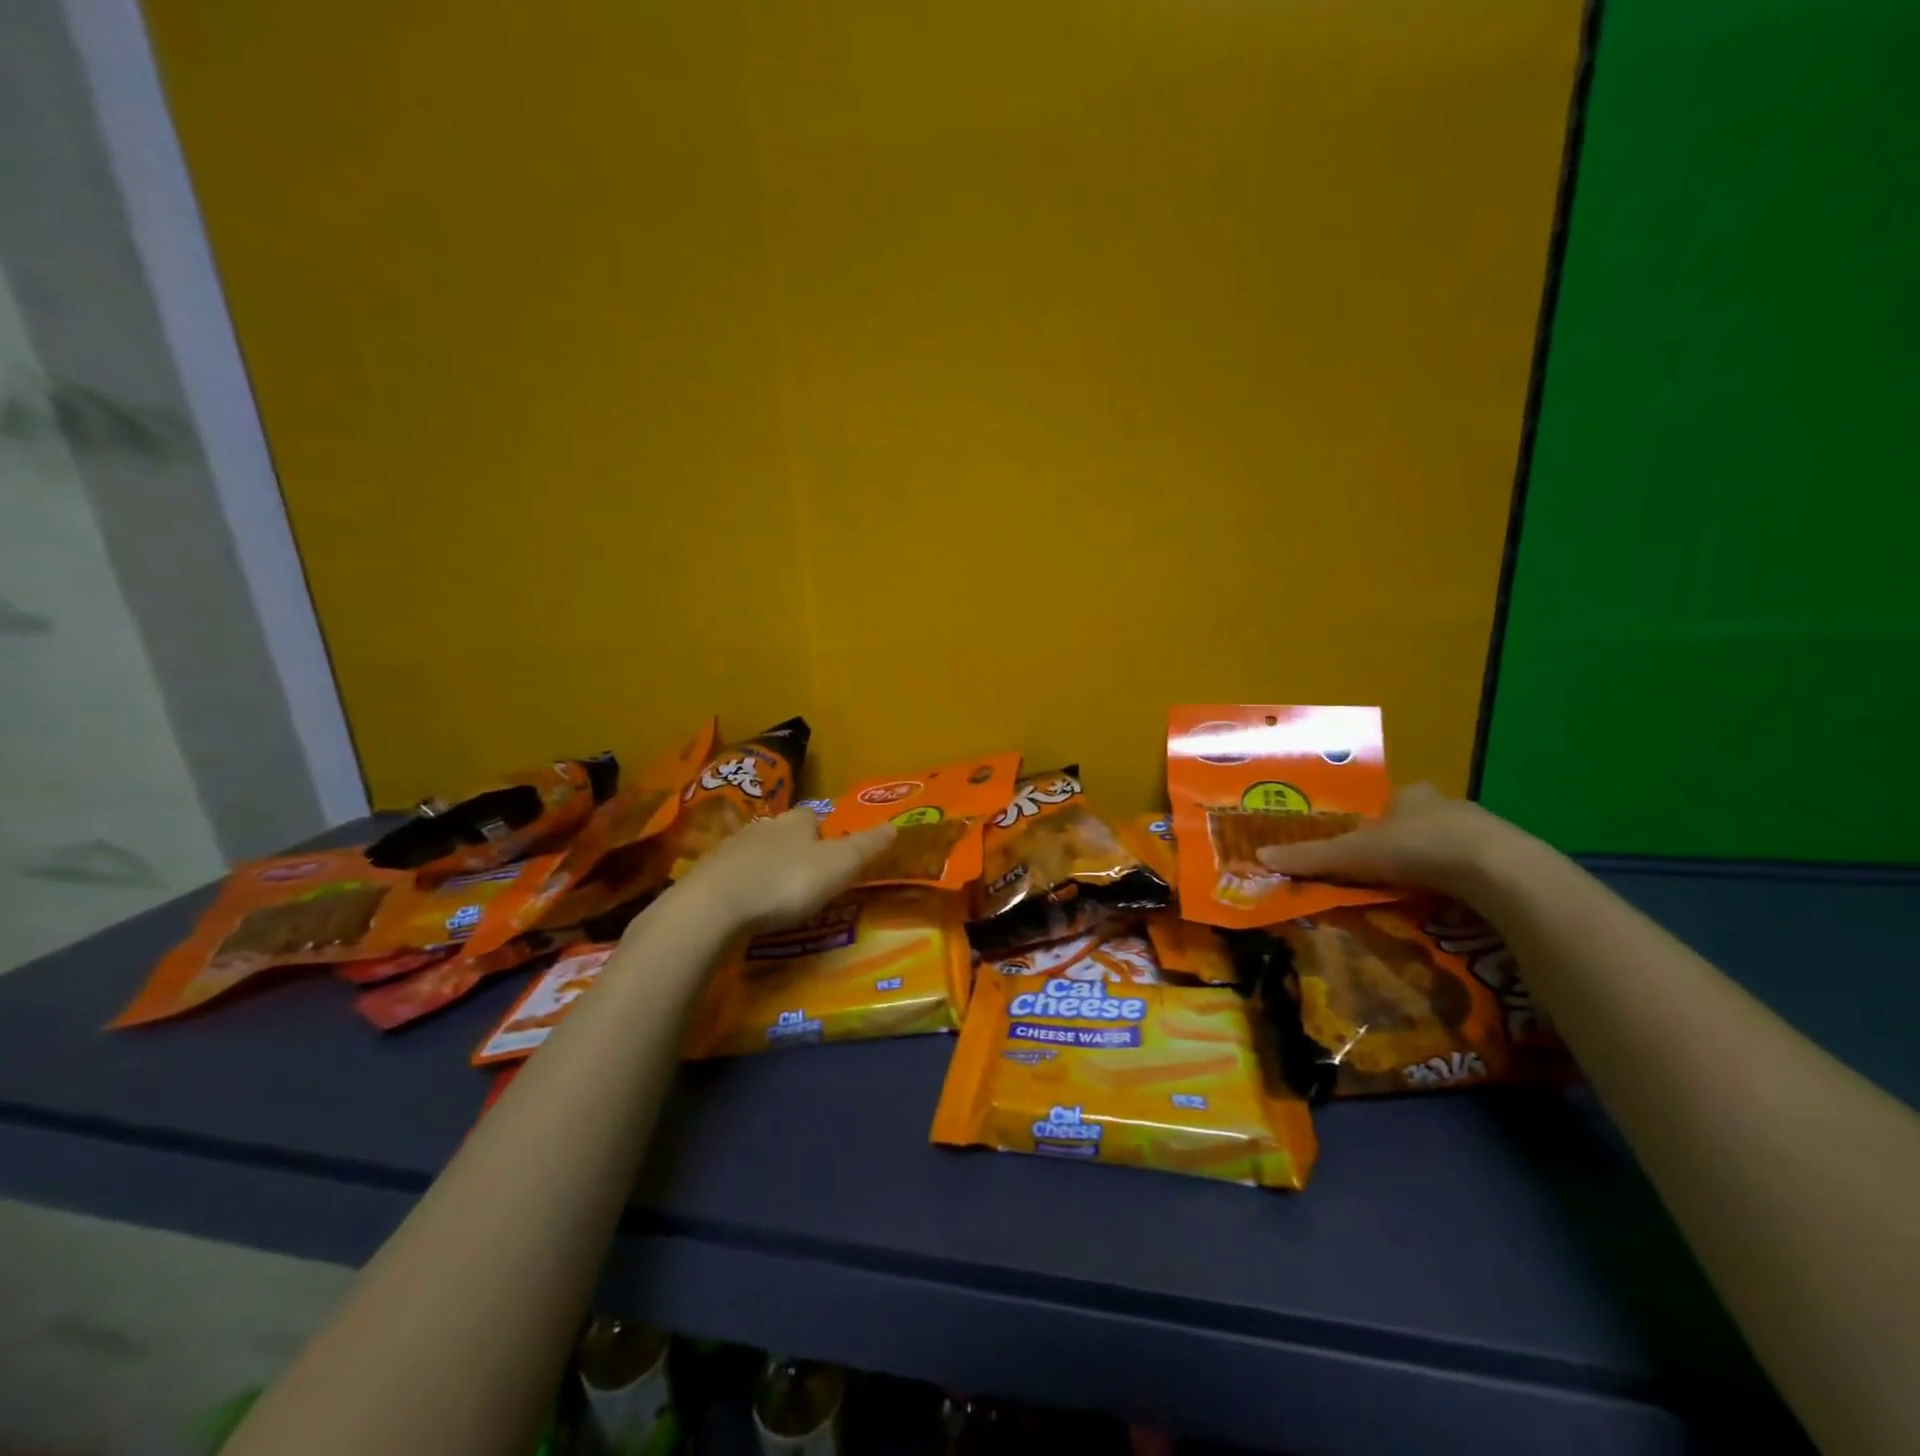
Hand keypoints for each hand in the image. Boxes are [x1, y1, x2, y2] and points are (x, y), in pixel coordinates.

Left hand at [669, 808, 895, 934]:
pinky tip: (745, 906)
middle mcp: (763, 827)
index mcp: (796, 822)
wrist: (713, 906)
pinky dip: (741, 886)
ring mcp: (730, 850)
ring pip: (755, 853)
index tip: (831, 853)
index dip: (824, 832)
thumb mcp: (837, 866)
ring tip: (776, 893)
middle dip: (793, 849)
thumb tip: (895, 826)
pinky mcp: (705, 876)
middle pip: (783, 832)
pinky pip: (731, 876)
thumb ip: (865, 848)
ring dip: (766, 867)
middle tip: (806, 876)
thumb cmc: (785, 882)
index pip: (813, 817)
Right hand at [1254, 783, 1525, 898]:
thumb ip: (1310, 858)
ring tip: (1420, 894)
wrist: (1497, 870)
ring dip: (1436, 864)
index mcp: (1410, 795)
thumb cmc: (1417, 848)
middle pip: (1418, 822)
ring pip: (1450, 845)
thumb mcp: (1353, 855)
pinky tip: (1455, 904)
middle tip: (1389, 874)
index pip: (1387, 805)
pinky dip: (1463, 883)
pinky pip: (1478, 869)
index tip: (1365, 850)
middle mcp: (1447, 804)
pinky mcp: (1510, 858)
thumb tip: (1260, 855)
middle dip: (1404, 844)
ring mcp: (1484, 830)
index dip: (1374, 824)